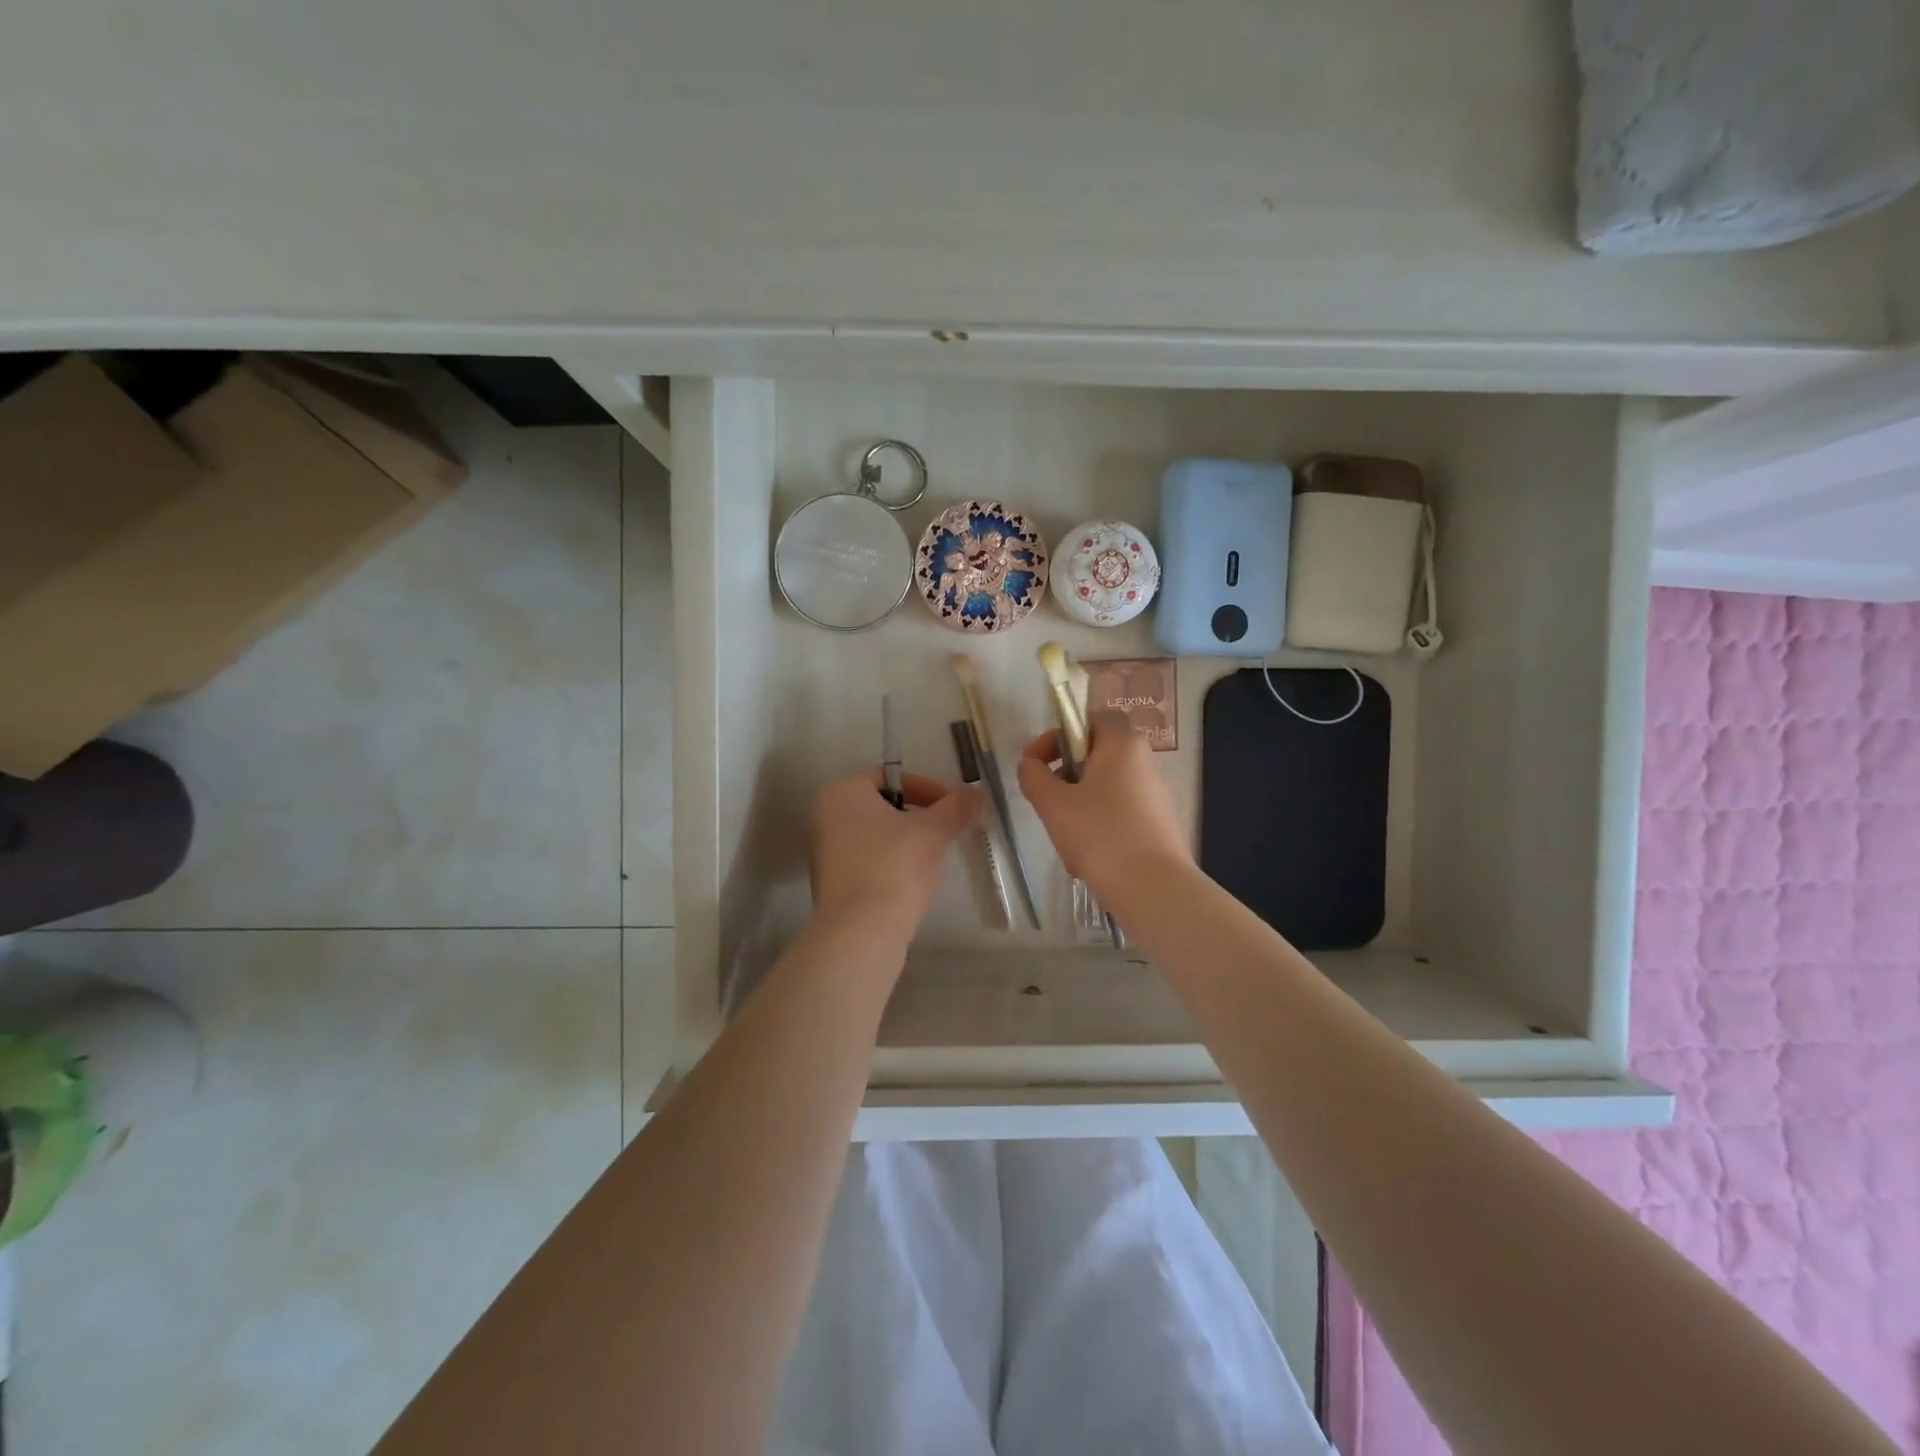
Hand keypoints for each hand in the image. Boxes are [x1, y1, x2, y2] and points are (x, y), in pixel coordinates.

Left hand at [809, 768, 982, 933]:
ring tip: (931, 857)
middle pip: (881, 804)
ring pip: (874, 833)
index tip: (951, 808)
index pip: (889, 775)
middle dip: (917, 815)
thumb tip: (978, 792)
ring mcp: (822, 850)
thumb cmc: (893, 867)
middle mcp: (824, 815)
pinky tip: (910, 880)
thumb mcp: (932, 832)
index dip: (926, 788)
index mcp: (841, 792)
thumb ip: (956, 807)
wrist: (861, 933)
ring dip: (904, 839)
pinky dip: (889, 861)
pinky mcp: (829, 880)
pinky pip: (865, 858)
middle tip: (944, 831)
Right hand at [1017, 712, 1191, 896]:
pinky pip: (1118, 817)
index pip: (1090, 721)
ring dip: (1078, 808)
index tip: (1036, 763)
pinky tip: (1086, 860)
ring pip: (1104, 791)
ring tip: (1064, 838)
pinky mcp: (1158, 826)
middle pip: (1095, 758)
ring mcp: (1155, 796)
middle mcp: (1144, 763)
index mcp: (1123, 745)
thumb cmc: (1099, 835)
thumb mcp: (1053, 803)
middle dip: (1065, 778)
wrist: (1152, 888)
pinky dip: (1098, 829)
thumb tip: (1031, 764)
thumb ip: (1034, 776)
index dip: (1059, 736)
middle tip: (1046, 802)